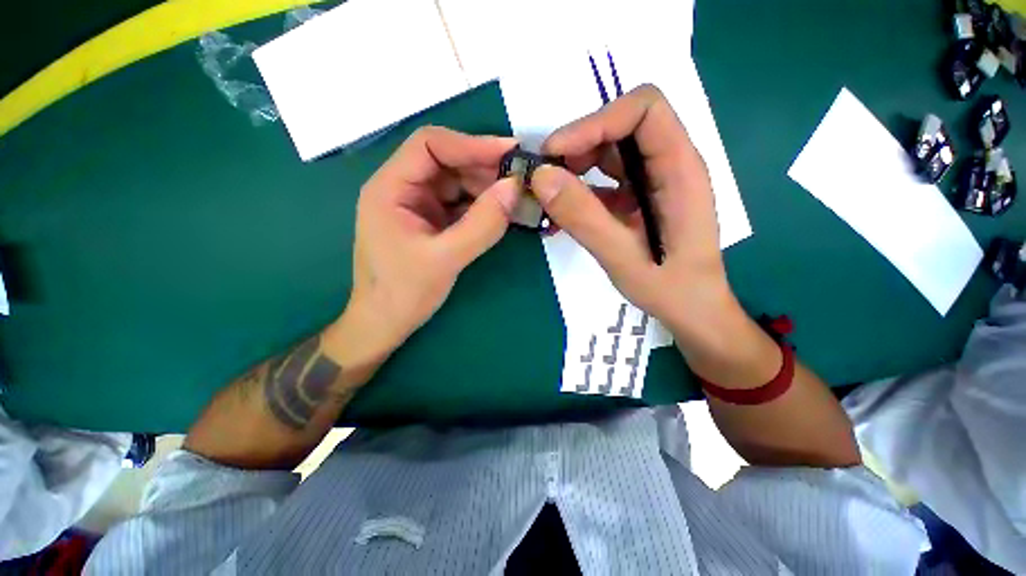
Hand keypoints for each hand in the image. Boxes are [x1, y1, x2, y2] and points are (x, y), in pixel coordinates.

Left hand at [345, 126, 519, 354]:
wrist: (385, 324)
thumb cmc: (404, 293)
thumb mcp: (445, 259)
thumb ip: (482, 224)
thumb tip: (514, 187)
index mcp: (391, 188)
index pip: (431, 146)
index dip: (472, 144)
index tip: (511, 152)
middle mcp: (403, 189)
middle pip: (447, 163)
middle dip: (484, 168)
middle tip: (521, 178)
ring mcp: (418, 206)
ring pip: (456, 183)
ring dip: (487, 188)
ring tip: (517, 197)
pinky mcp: (431, 222)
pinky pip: (460, 204)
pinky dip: (482, 206)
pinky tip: (502, 211)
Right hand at [532, 85, 779, 386]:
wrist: (692, 312)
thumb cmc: (670, 289)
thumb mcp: (622, 257)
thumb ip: (583, 218)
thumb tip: (541, 177)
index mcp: (679, 169)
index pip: (644, 109)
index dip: (597, 121)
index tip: (556, 154)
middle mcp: (668, 165)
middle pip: (621, 128)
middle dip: (578, 147)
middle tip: (545, 179)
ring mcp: (651, 182)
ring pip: (608, 154)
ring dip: (574, 170)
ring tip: (549, 199)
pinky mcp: (637, 199)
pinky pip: (604, 182)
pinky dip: (578, 192)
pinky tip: (562, 215)